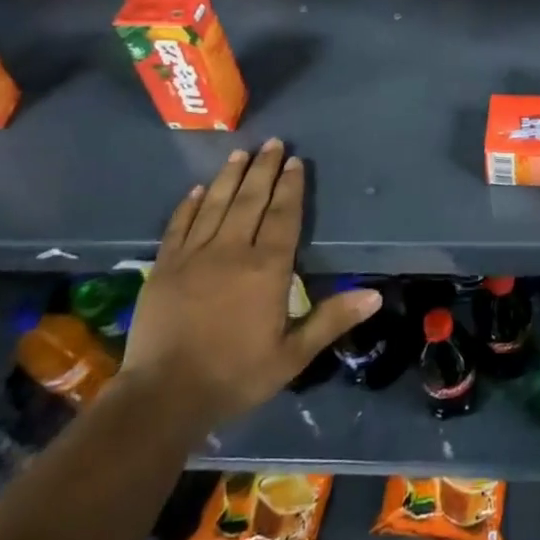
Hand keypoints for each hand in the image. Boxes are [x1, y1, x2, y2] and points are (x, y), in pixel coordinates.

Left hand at [118, 140, 379, 430]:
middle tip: (272, 142)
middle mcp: (231, 251)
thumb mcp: (293, 355)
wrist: (163, 397)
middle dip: (263, 169)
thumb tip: (376, 294)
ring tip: (240, 152)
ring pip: (215, 204)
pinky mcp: (164, 267)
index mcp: (266, 268)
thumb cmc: (235, 376)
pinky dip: (189, 205)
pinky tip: (197, 190)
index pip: (283, 216)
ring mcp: (193, 256)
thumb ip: (332, 319)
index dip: (291, 187)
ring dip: (230, 177)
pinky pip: (179, 226)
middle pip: (250, 200)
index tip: (295, 161)